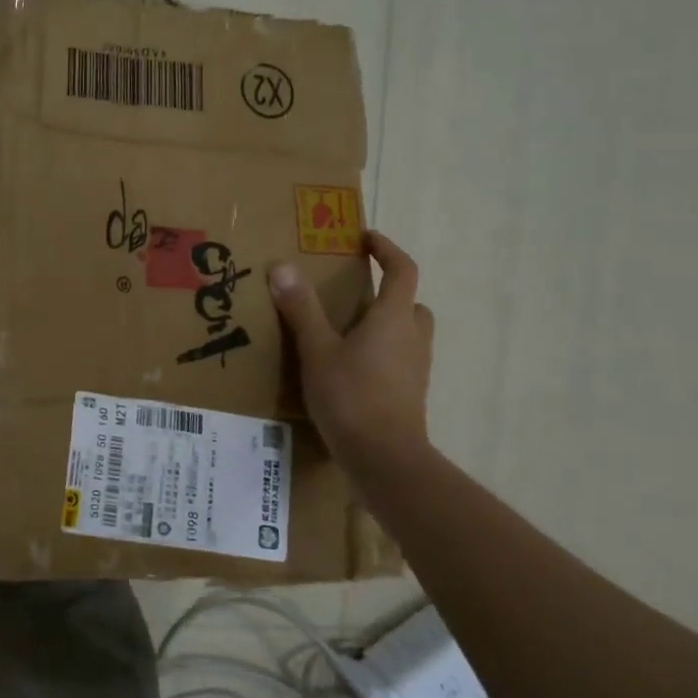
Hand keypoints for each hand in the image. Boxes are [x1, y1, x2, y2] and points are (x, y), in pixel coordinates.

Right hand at [268, 232, 434, 470]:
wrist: (384, 458)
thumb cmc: (351, 396)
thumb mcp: (317, 350)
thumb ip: (301, 309)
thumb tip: (282, 266)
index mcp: (393, 318)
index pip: (402, 270)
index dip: (386, 249)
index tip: (365, 239)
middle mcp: (412, 337)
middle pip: (410, 303)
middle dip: (388, 292)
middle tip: (353, 294)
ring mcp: (415, 369)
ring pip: (406, 333)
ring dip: (384, 324)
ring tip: (345, 332)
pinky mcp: (409, 394)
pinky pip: (398, 360)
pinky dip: (380, 354)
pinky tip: (349, 369)